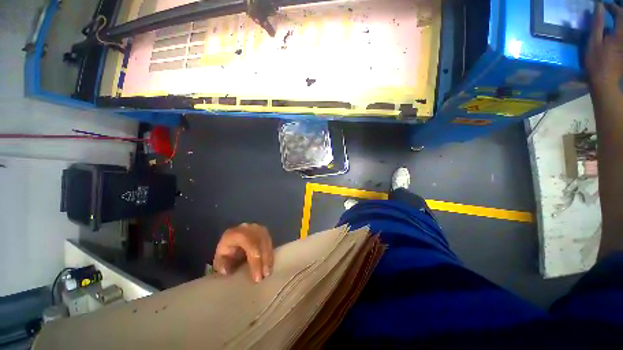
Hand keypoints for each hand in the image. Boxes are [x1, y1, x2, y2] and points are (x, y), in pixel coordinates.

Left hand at [213, 223, 273, 282]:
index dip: (256, 262)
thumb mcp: (220, 257)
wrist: (232, 236)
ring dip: (269, 258)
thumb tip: (227, 271)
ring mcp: (259, 229)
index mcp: (237, 233)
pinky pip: (270, 243)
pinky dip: (270, 255)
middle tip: (265, 276)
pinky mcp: (265, 231)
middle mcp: (251, 228)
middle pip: (261, 244)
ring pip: (267, 243)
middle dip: (264, 261)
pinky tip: (270, 266)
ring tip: (268, 273)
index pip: (251, 246)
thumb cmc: (226, 249)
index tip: (257, 278)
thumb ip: (221, 264)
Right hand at [586, 2, 622, 91]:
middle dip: (620, 13)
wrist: (605, 82)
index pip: (620, 13)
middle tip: (612, 9)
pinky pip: (622, 38)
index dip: (613, 7)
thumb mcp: (594, 42)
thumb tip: (599, 6)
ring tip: (616, 19)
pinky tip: (615, 33)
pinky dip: (620, 32)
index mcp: (619, 34)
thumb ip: (597, 23)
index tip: (604, 5)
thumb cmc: (596, 62)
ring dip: (620, 23)